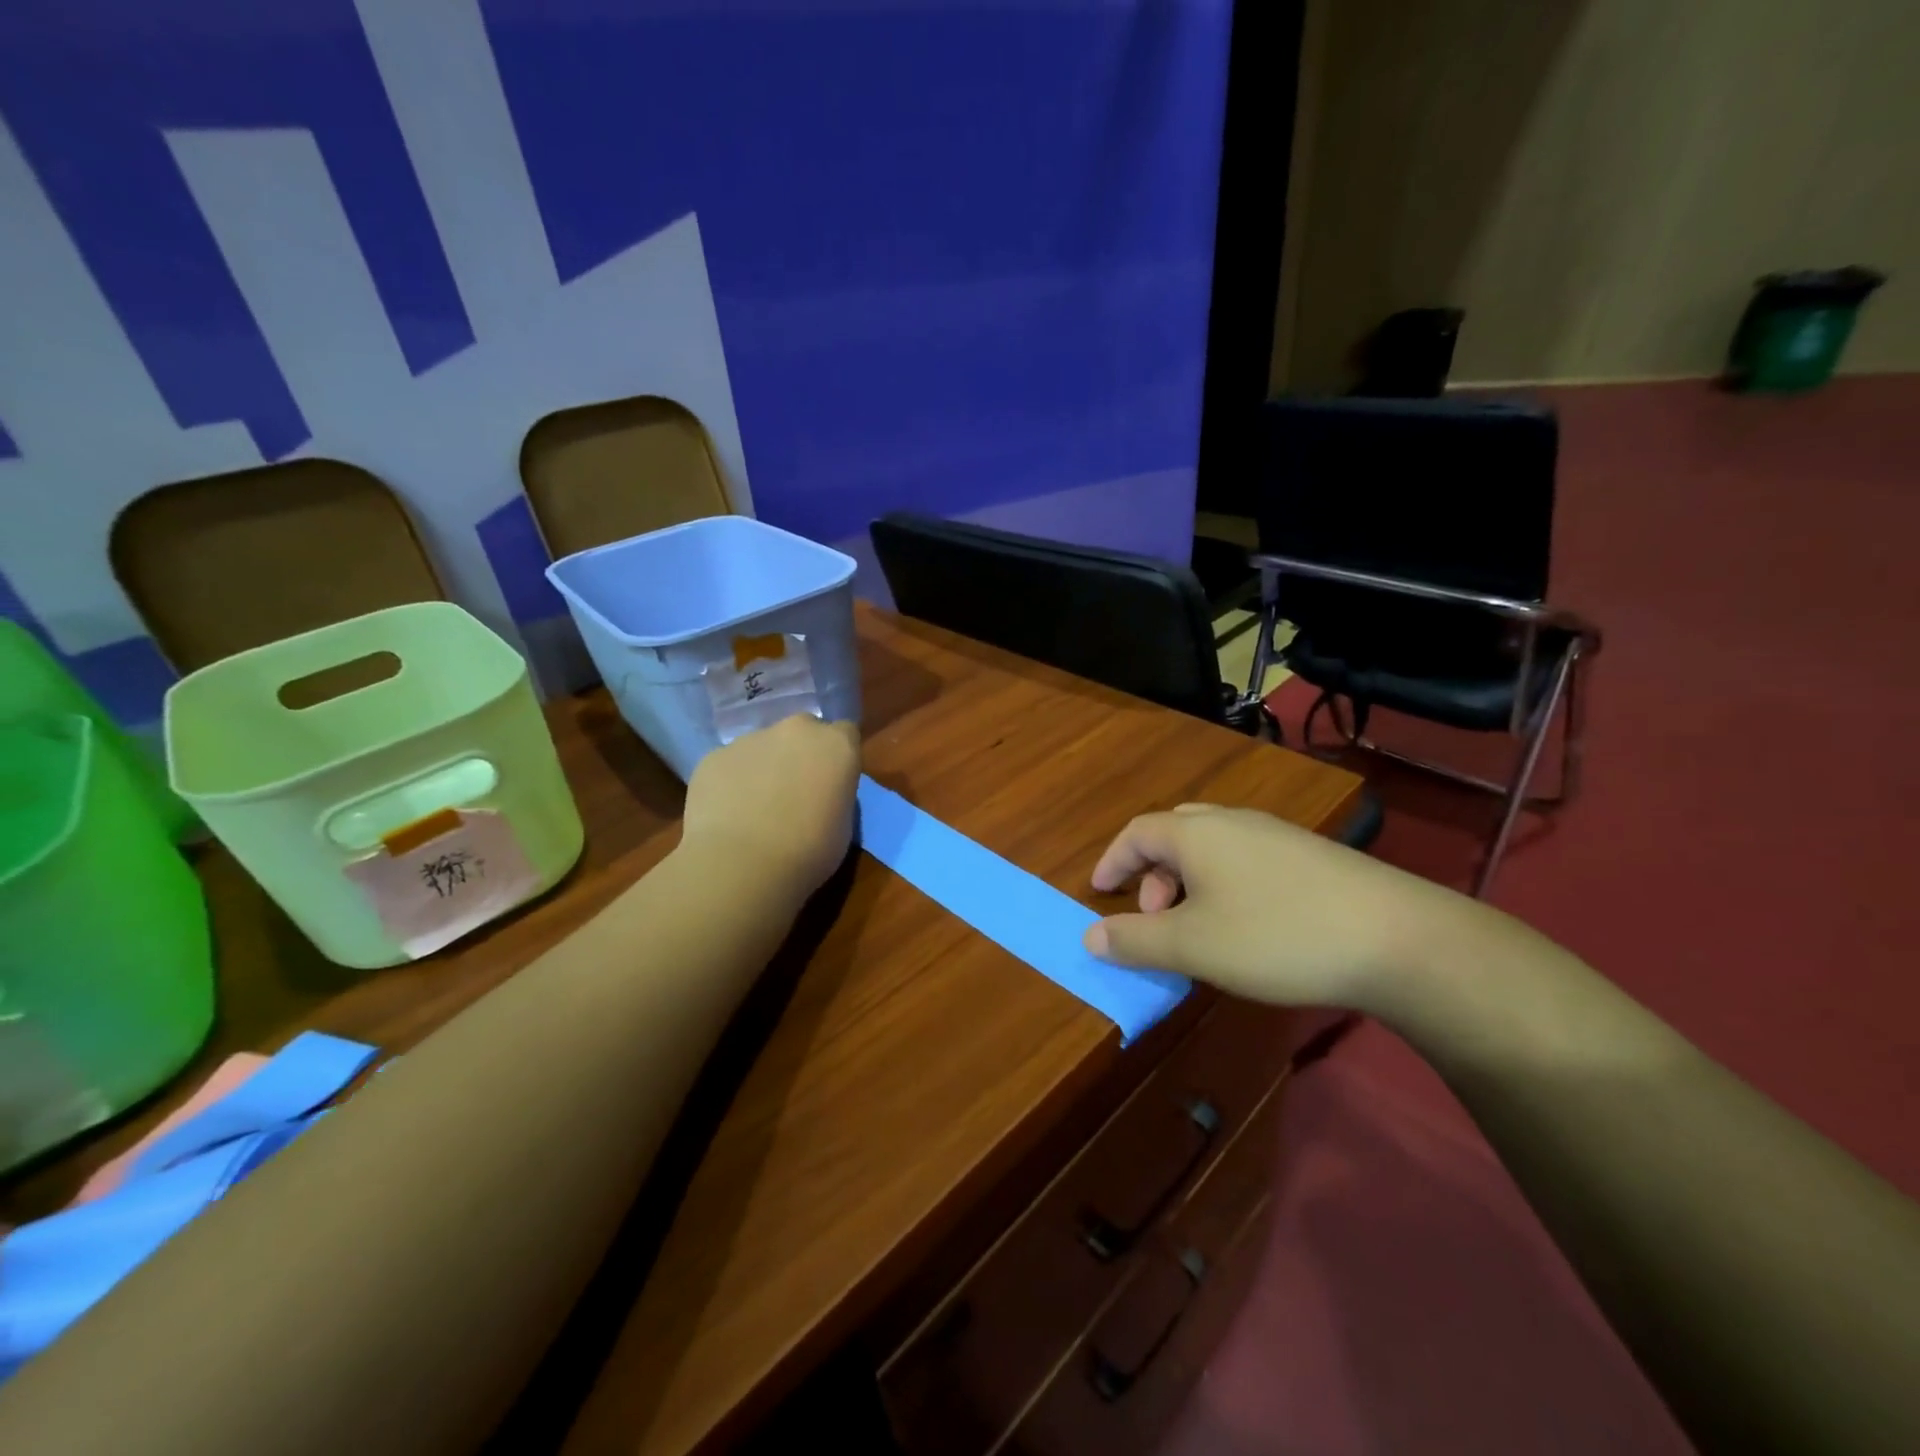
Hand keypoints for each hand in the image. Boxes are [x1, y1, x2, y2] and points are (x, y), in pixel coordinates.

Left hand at [681, 715, 861, 898]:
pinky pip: (729, 764)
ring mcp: (750, 739)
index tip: (832, 781)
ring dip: (763, 767)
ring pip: (762, 746)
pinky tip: (727, 814)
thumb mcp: (843, 825)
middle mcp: (795, 730)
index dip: (837, 757)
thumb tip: (818, 793)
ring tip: (754, 809)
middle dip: (800, 753)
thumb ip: (834, 794)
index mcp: (836, 745)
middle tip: (794, 791)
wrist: (742, 864)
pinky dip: (731, 782)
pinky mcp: (714, 755)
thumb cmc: (809, 852)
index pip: (846, 733)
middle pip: (802, 731)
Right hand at [1083, 803, 1479, 1009]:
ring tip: (1198, 927)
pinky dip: (1224, 884)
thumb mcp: (1194, 946)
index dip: (1112, 860)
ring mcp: (1275, 835)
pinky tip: (1246, 925)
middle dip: (1151, 873)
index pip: (1136, 833)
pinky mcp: (1309, 855)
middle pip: (1173, 834)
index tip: (1098, 891)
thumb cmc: (1276, 935)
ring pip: (1212, 847)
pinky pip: (1245, 859)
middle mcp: (1232, 822)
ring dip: (1188, 881)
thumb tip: (1089, 937)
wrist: (1396, 937)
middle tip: (1153, 917)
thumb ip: (1136, 940)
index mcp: (1196, 833)